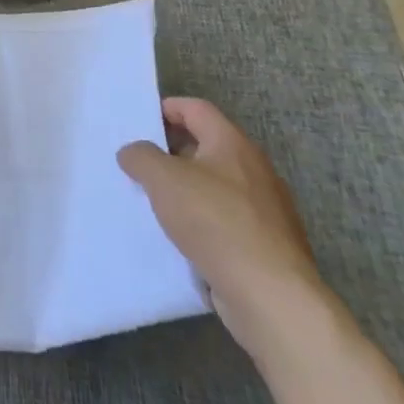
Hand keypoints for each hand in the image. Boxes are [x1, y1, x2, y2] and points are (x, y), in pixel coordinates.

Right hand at [117, 97, 333, 363]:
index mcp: (232, 144)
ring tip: (153, 201)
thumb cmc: (215, 221)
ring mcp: (265, 208)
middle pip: (206, 145)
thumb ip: (141, 157)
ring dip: (185, 188)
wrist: (270, 294)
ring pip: (215, 184)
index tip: (138, 123)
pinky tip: (180, 236)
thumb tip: (134, 152)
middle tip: (139, 164)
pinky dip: (201, 219)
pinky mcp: (266, 242)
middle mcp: (254, 169)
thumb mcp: (163, 179)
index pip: (196, 109)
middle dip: (171, 151)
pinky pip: (225, 218)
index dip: (166, 108)